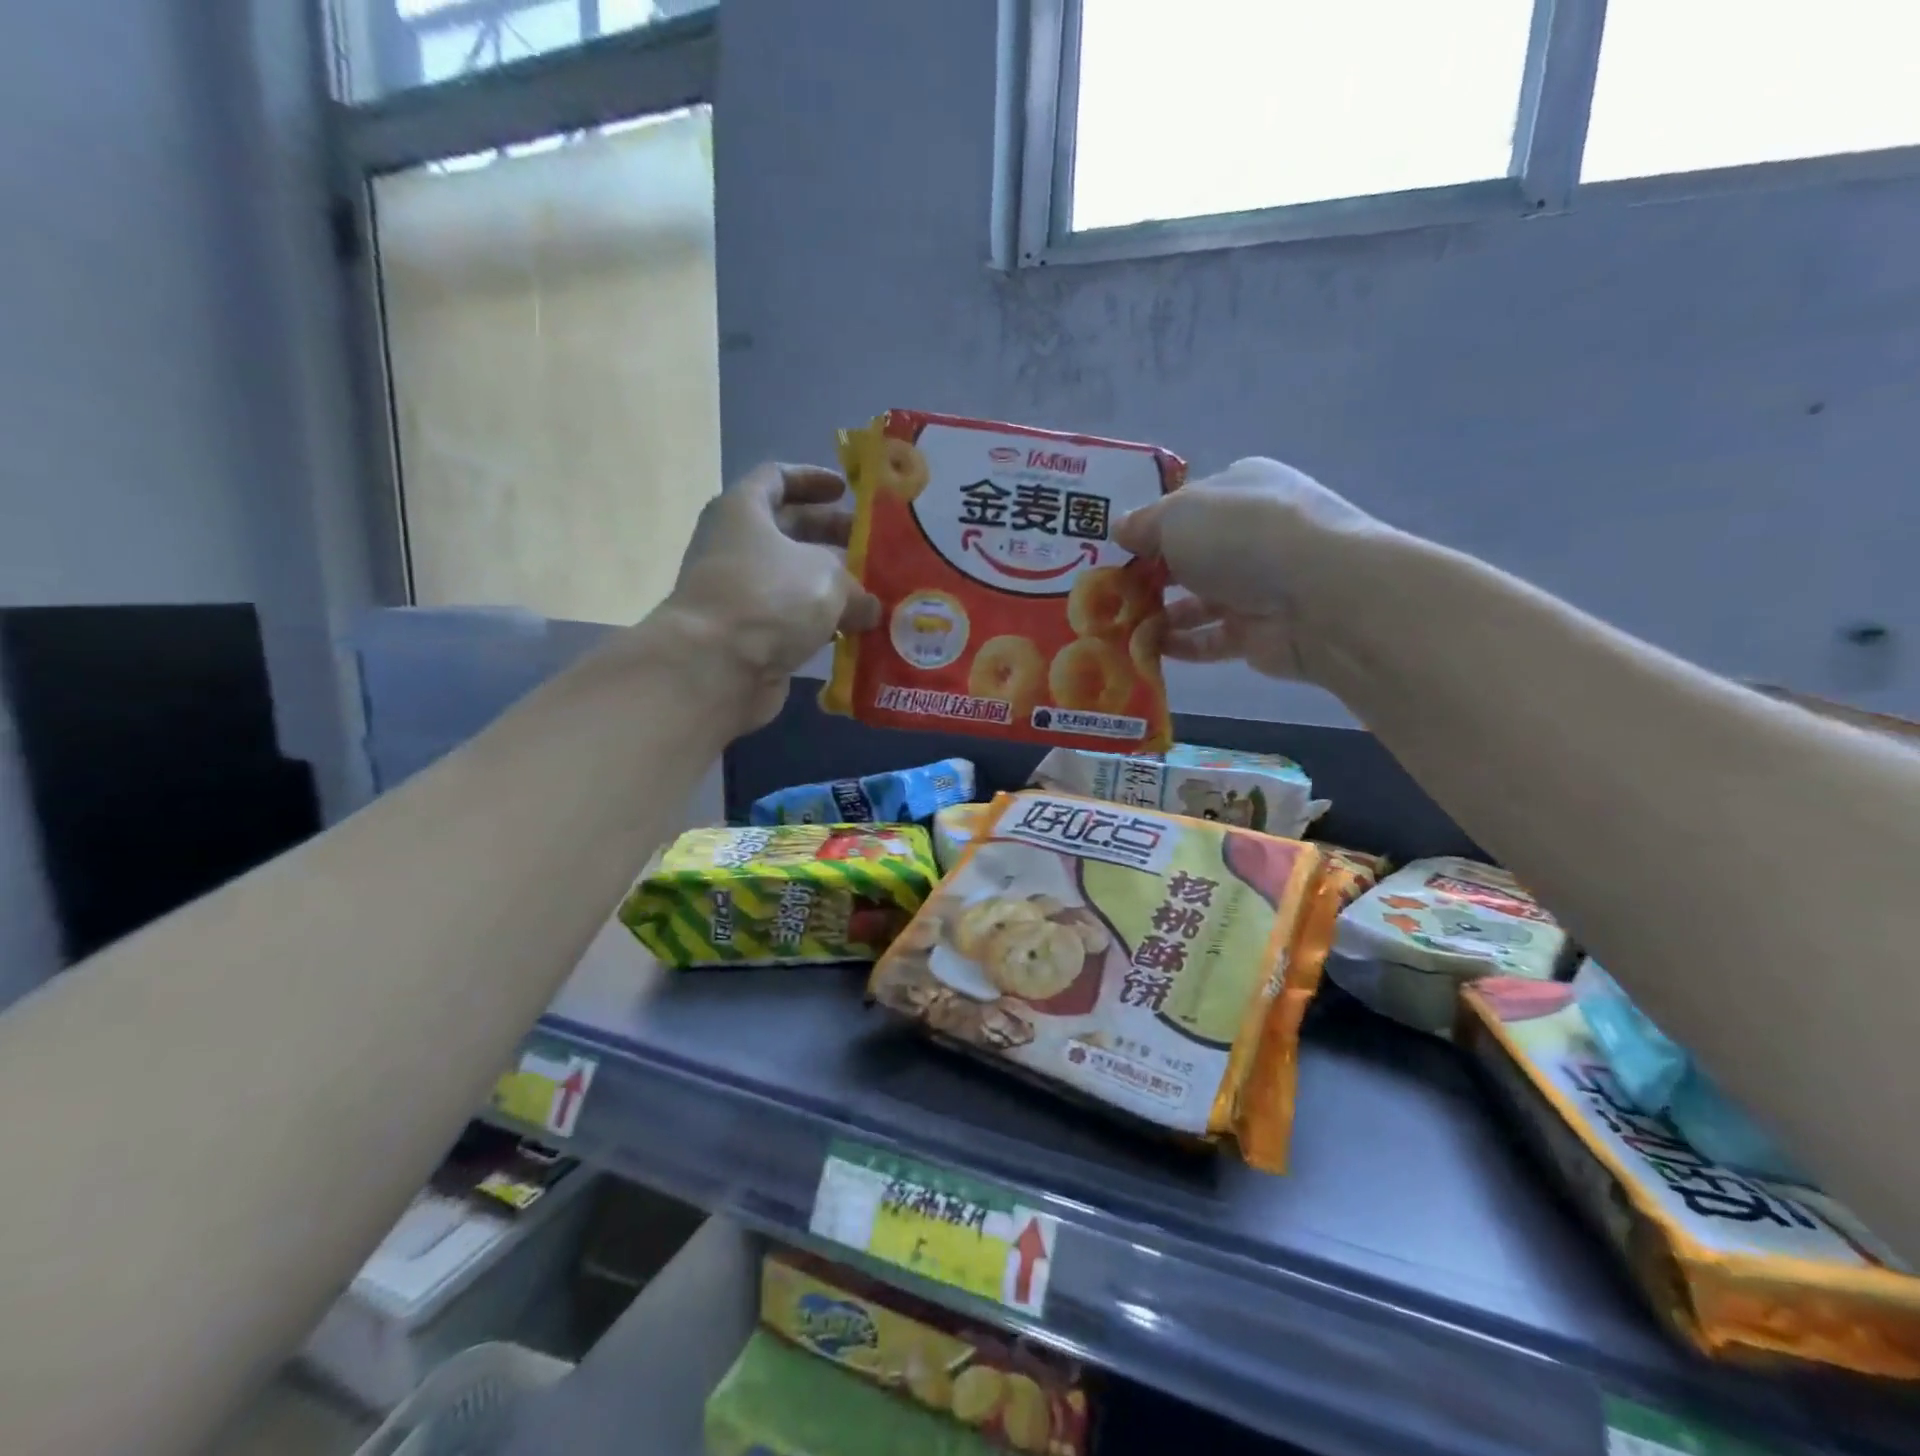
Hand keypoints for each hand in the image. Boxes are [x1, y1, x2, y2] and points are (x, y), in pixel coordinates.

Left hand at [664, 463, 879, 728]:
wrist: (716, 666)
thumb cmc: (770, 598)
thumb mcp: (828, 577)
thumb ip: (856, 585)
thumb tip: (869, 608)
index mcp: (745, 510)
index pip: (777, 478)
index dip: (812, 480)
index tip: (846, 490)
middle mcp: (736, 546)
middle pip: (789, 530)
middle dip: (831, 537)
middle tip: (872, 547)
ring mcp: (740, 593)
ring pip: (793, 579)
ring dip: (831, 585)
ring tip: (874, 593)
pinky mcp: (748, 635)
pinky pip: (791, 619)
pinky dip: (820, 622)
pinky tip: (856, 631)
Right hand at [1116, 457, 1384, 682]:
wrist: (1317, 597)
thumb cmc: (1241, 536)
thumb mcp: (1176, 516)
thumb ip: (1143, 524)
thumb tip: (1120, 530)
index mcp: (1240, 489)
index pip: (1187, 506)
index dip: (1149, 526)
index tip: (1112, 549)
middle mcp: (1252, 534)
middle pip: (1190, 555)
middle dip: (1149, 574)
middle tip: (1105, 592)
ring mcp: (1258, 585)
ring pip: (1197, 600)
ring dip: (1158, 613)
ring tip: (1116, 625)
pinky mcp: (1258, 632)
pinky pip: (1209, 639)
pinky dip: (1179, 644)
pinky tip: (1144, 649)